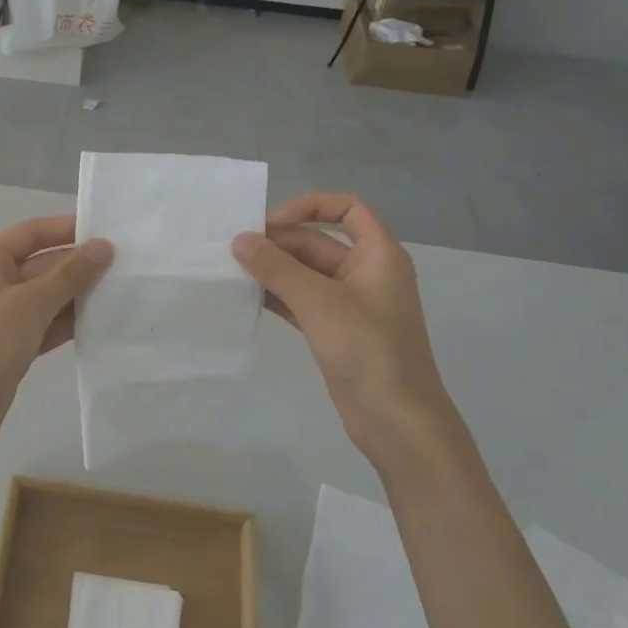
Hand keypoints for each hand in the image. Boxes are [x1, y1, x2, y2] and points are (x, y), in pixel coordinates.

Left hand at [0, 216, 112, 457]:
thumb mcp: (31, 304)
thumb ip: (69, 274)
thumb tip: (103, 247)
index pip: (30, 233)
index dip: (65, 229)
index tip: (104, 231)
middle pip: (41, 265)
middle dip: (78, 265)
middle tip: (124, 265)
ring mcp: (2, 316)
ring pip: (47, 296)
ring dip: (79, 294)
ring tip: (121, 290)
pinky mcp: (13, 345)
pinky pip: (46, 324)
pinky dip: (69, 321)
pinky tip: (102, 320)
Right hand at [233, 193, 464, 472]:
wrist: (396, 421)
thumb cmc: (367, 350)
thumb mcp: (319, 302)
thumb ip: (276, 268)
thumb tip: (240, 240)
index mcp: (378, 255)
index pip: (347, 208)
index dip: (309, 207)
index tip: (270, 224)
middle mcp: (366, 273)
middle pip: (318, 242)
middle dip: (278, 243)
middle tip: (234, 252)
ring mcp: (350, 304)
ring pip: (306, 273)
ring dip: (273, 270)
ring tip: (231, 272)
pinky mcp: (334, 331)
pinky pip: (301, 301)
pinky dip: (277, 296)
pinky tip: (245, 298)